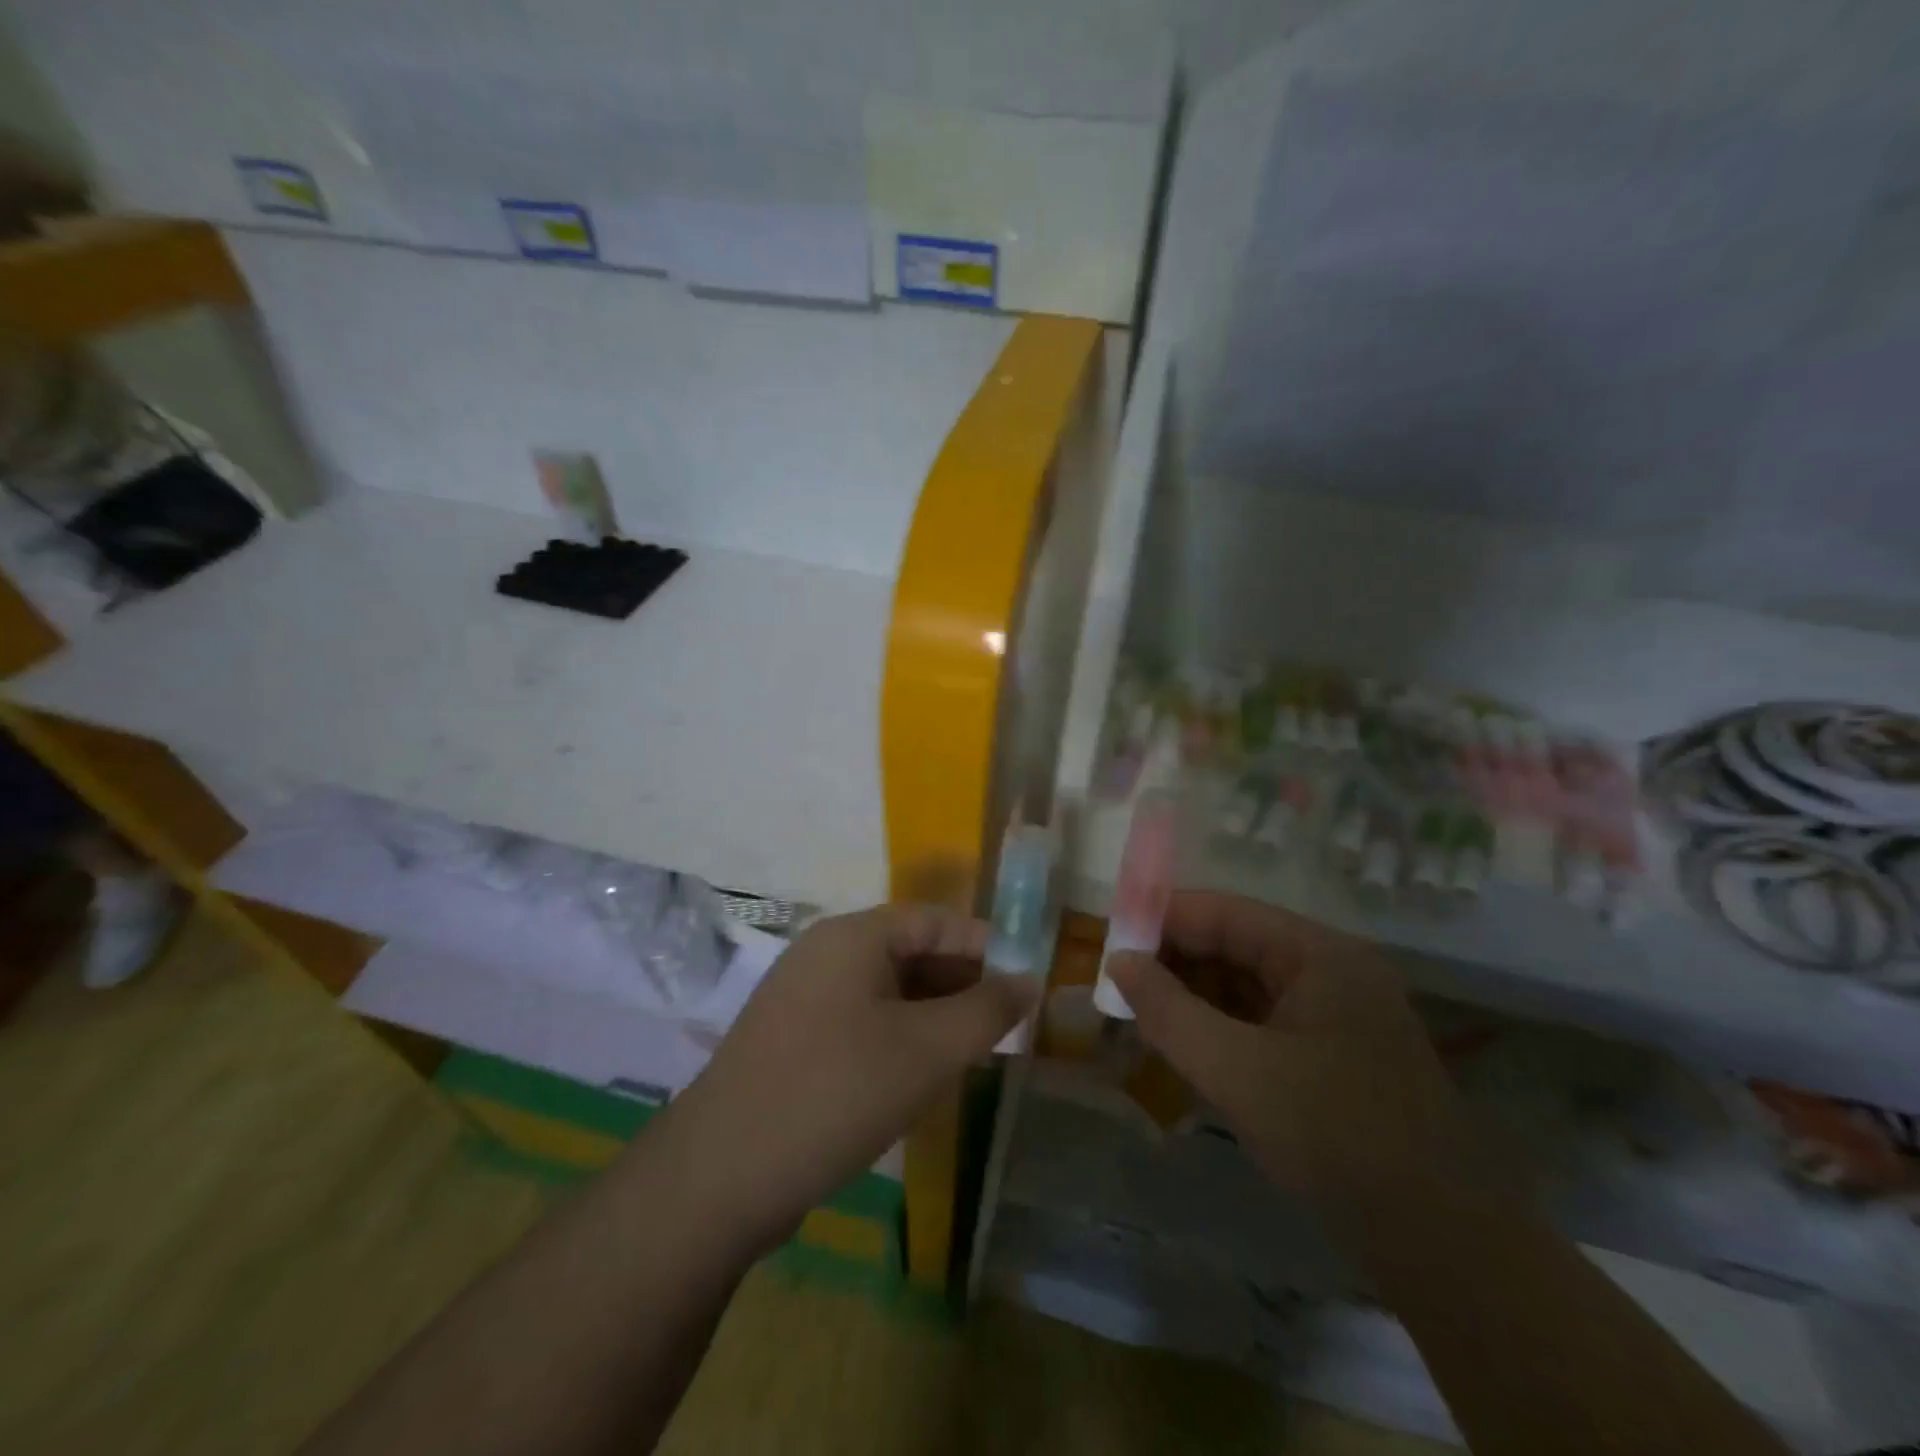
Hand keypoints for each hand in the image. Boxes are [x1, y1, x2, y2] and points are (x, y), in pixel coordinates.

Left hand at [659, 905, 1036, 1255]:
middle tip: (1006, 1026)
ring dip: (934, 1014)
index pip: (937, 920)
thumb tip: (1029, 980)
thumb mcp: (927, 1051)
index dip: (988, 946)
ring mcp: (803, 997)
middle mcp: (825, 953)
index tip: (1028, 984)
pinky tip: (921, 1075)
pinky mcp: (793, 1039)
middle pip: (911, 951)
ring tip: (974, 1053)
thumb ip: (986, 1010)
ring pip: (887, 990)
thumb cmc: (836, 1093)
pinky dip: (900, 1037)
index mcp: (853, 936)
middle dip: (962, 984)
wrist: (720, 1176)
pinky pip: (862, 1020)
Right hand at [1107, 891, 1481, 1221]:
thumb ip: (1169, 1011)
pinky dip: (1220, 1027)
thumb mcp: (1238, 1072)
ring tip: (1140, 1014)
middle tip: (1119, 984)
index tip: (1110, 940)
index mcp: (1318, 954)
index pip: (1224, 912)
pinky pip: (1262, 1021)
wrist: (1446, 1248)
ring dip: (1194, 995)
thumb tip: (1118, 962)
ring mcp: (1336, 1014)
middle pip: (1235, 944)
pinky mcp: (1333, 1055)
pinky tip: (1185, 1045)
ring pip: (1246, 985)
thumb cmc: (1337, 1138)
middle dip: (1175, 960)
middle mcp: (1330, 970)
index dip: (1163, 919)